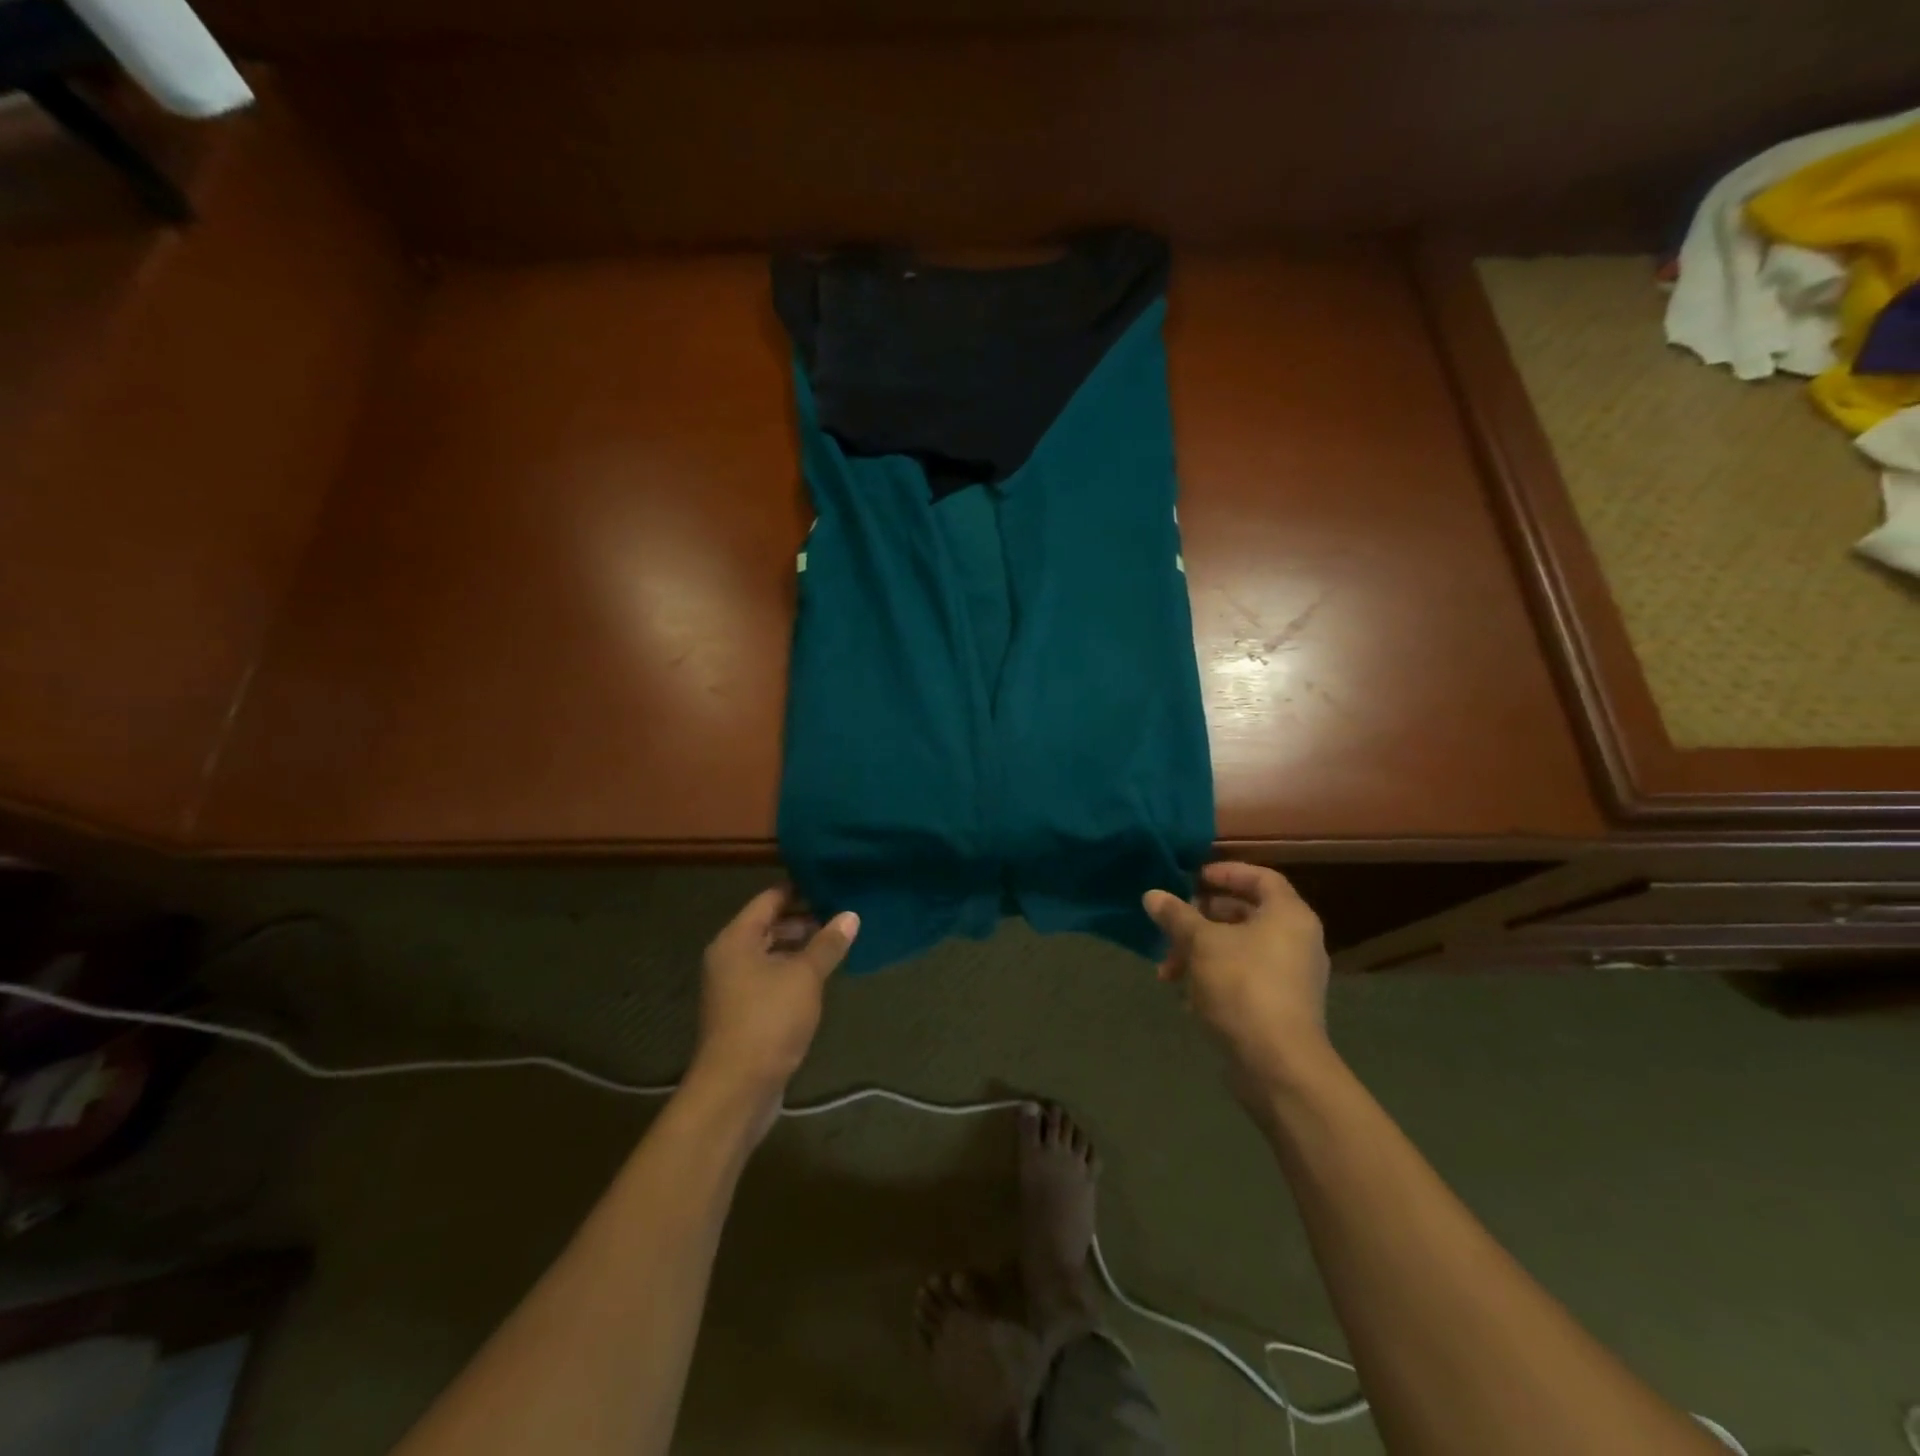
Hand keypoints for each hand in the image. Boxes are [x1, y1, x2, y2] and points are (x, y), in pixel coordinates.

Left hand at [690, 888, 858, 1122]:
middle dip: (804, 919)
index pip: (769, 899)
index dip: (800, 889)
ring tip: (838, 943)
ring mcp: (733, 987)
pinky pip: (770, 979)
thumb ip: (827, 944)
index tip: (831, 884)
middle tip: (842, 914)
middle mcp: (729, 957)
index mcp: (736, 939)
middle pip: (769, 926)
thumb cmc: (768, 1020)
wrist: (736, 1088)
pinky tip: (821, 977)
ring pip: (770, 954)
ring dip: (800, 948)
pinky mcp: (743, 1012)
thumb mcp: (805, 976)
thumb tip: (851, 914)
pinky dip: (792, 973)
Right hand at [1143, 863, 1331, 1096]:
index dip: (1225, 872)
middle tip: (1172, 924)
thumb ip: (1177, 916)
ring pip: (1239, 949)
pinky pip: (1244, 977)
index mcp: (1288, 915)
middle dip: (1202, 919)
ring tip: (1168, 971)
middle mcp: (1297, 940)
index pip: (1260, 877)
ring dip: (1200, 953)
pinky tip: (1186, 996)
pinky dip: (1215, 978)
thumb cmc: (1243, 986)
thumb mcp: (1201, 944)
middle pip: (1245, 914)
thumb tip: (1152, 895)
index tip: (1192, 878)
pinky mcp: (1281, 1007)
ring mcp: (1292, 977)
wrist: (1278, 1064)